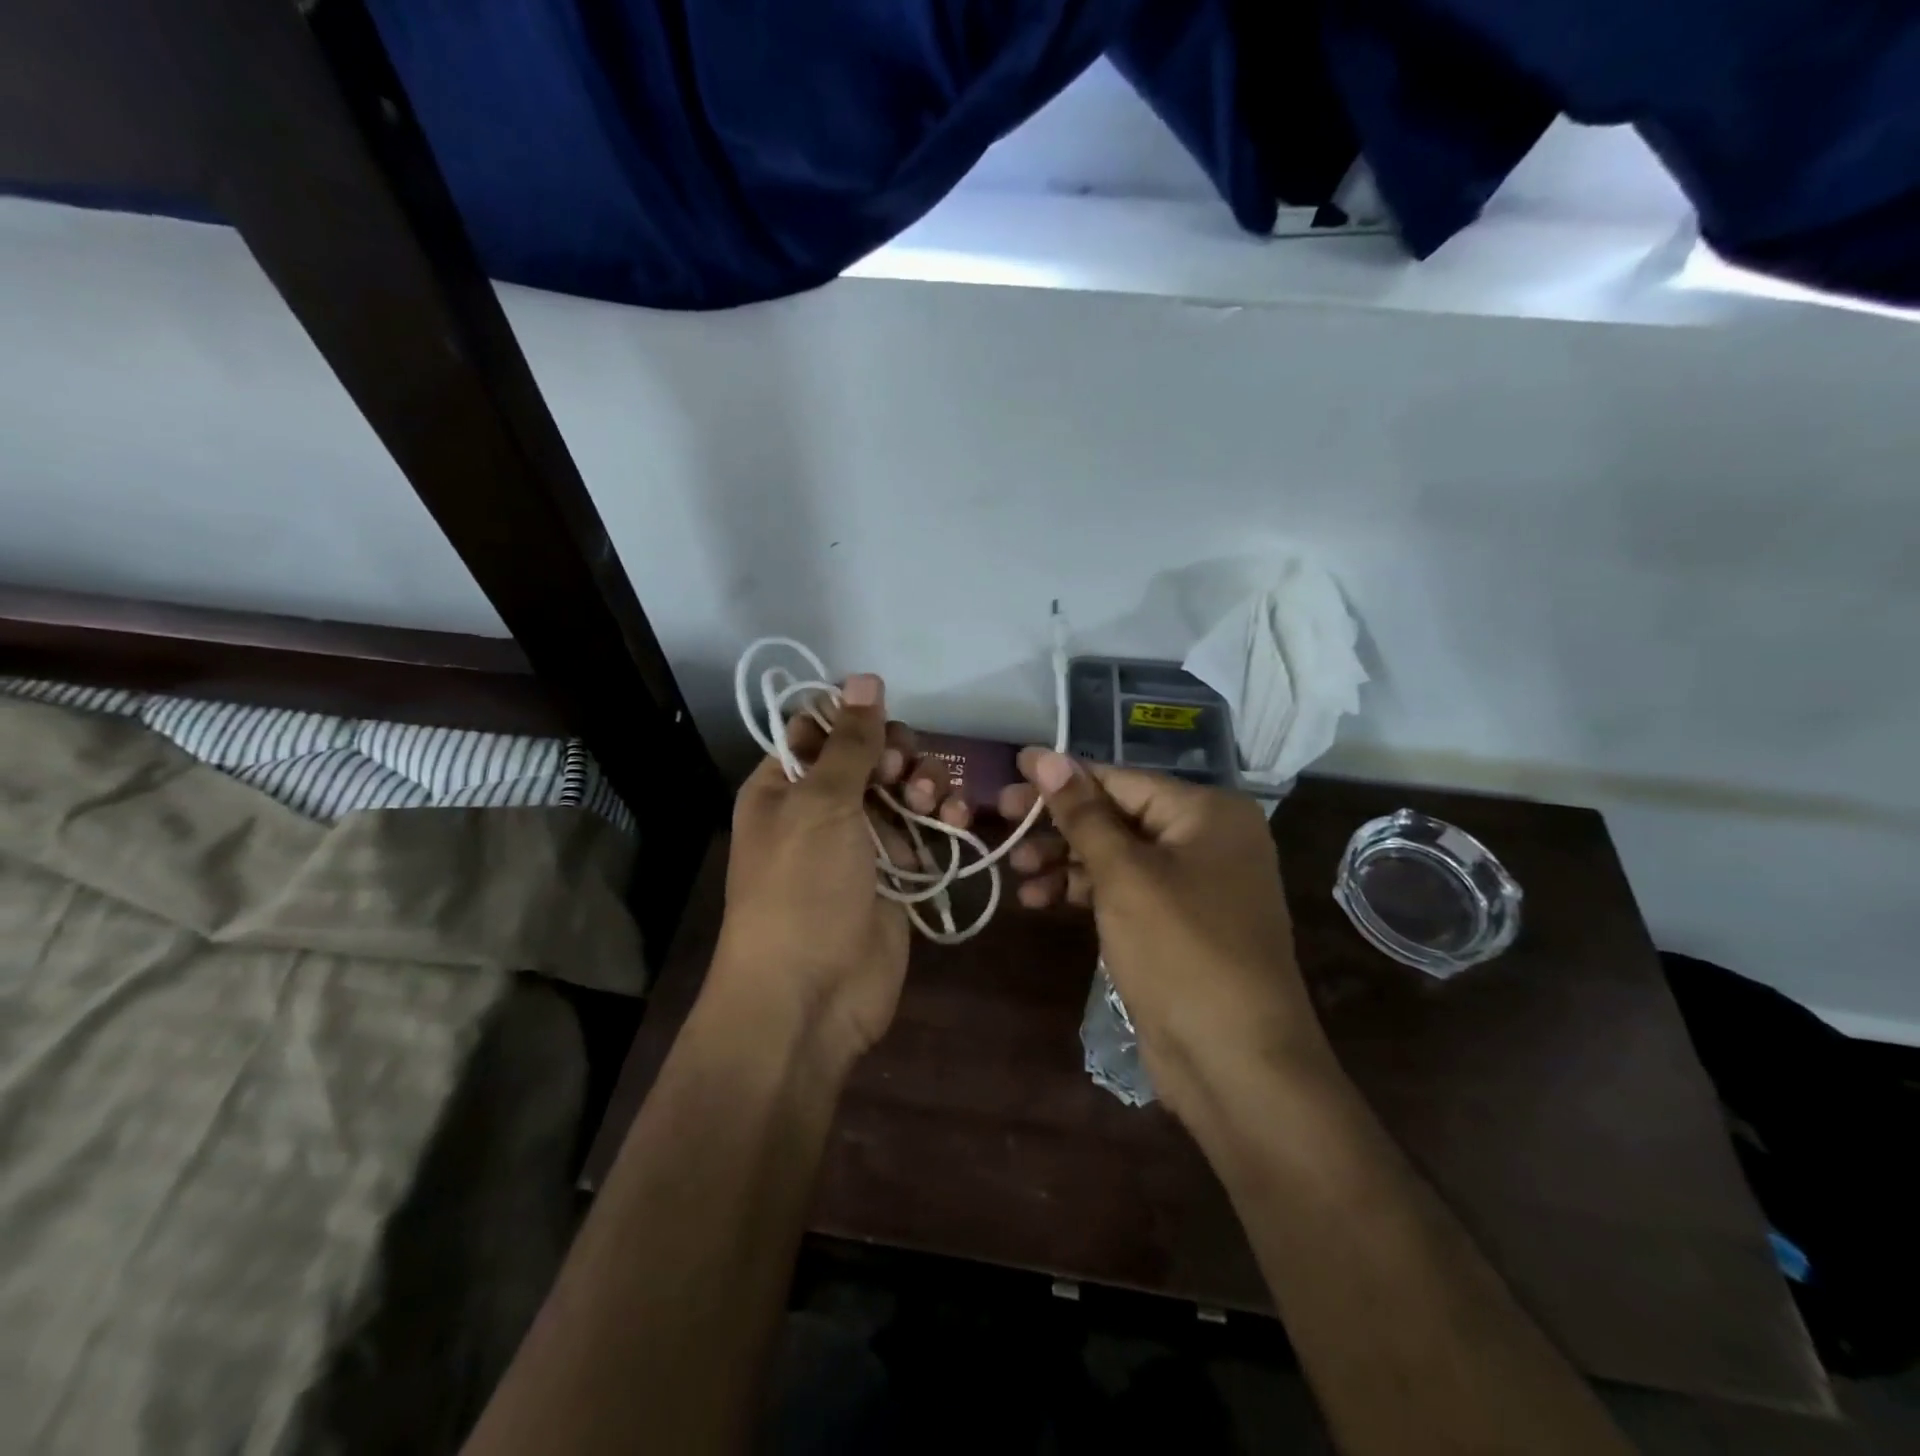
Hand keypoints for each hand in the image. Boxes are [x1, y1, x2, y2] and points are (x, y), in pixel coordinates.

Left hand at [713, 674, 966, 1066]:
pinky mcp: (895, 875)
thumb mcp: (821, 804)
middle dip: (897, 756)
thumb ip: (850, 742)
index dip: (855, 720)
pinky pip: (923, 832)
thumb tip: (863, 676)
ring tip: (933, 803)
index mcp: (783, 785)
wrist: (811, 997)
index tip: (882, 731)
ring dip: (924, 786)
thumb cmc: (803, 890)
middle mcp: (819, 809)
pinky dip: (942, 821)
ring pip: (901, 791)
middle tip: (905, 775)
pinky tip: (957, 819)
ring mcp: (860, 844)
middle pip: (869, 757)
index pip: (820, 729)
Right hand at [998, 751, 1333, 1111]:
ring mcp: (1194, 885)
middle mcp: (1206, 839)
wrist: (1238, 1066)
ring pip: (1116, 855)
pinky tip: (1040, 900)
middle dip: (1058, 824)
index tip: (1008, 776)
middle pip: (1117, 815)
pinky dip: (1084, 892)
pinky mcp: (1177, 925)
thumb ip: (1081, 814)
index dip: (1060, 778)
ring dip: (1064, 861)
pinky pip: (1124, 891)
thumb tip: (1044, 755)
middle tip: (1001, 823)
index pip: (1119, 780)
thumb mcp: (1124, 876)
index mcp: (1207, 812)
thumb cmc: (1182, 952)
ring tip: (1016, 871)